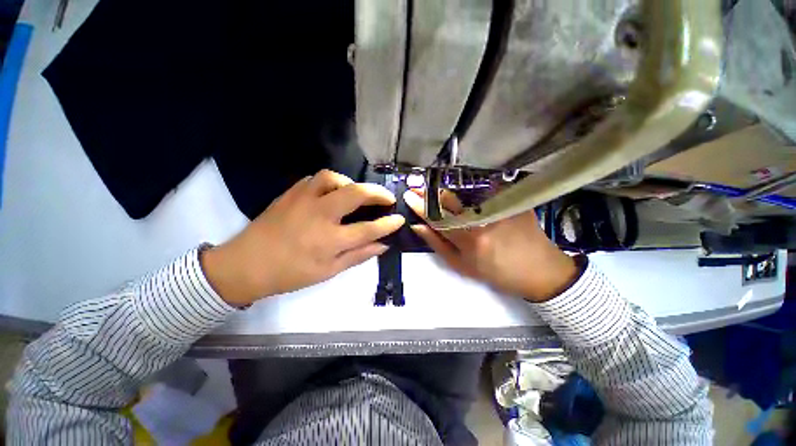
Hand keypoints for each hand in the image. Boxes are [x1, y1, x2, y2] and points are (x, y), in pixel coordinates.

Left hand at [202, 170, 404, 306]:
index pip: (368, 229)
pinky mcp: (291, 193)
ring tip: (357, 194)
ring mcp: (303, 200)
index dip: (388, 223)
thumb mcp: (329, 271)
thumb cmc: (291, 273)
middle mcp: (319, 215)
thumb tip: (383, 245)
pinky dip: (331, 182)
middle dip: (377, 193)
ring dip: (351, 183)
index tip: (399, 219)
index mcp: (329, 240)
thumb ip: (358, 255)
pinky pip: (315, 179)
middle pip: (355, 194)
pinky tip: (333, 193)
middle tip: (387, 197)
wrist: (246, 264)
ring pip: (333, 178)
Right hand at [404, 189, 577, 301]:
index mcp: (469, 239)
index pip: (436, 216)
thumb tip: (417, 226)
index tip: (408, 195)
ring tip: (445, 193)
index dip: (420, 205)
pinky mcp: (514, 199)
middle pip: (450, 199)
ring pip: (466, 192)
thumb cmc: (495, 272)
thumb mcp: (461, 265)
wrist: (539, 270)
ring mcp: (500, 206)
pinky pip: (486, 189)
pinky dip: (474, 191)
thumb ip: (437, 244)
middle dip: (433, 193)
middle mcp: (483, 219)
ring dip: (452, 191)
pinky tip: (472, 195)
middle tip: (422, 188)